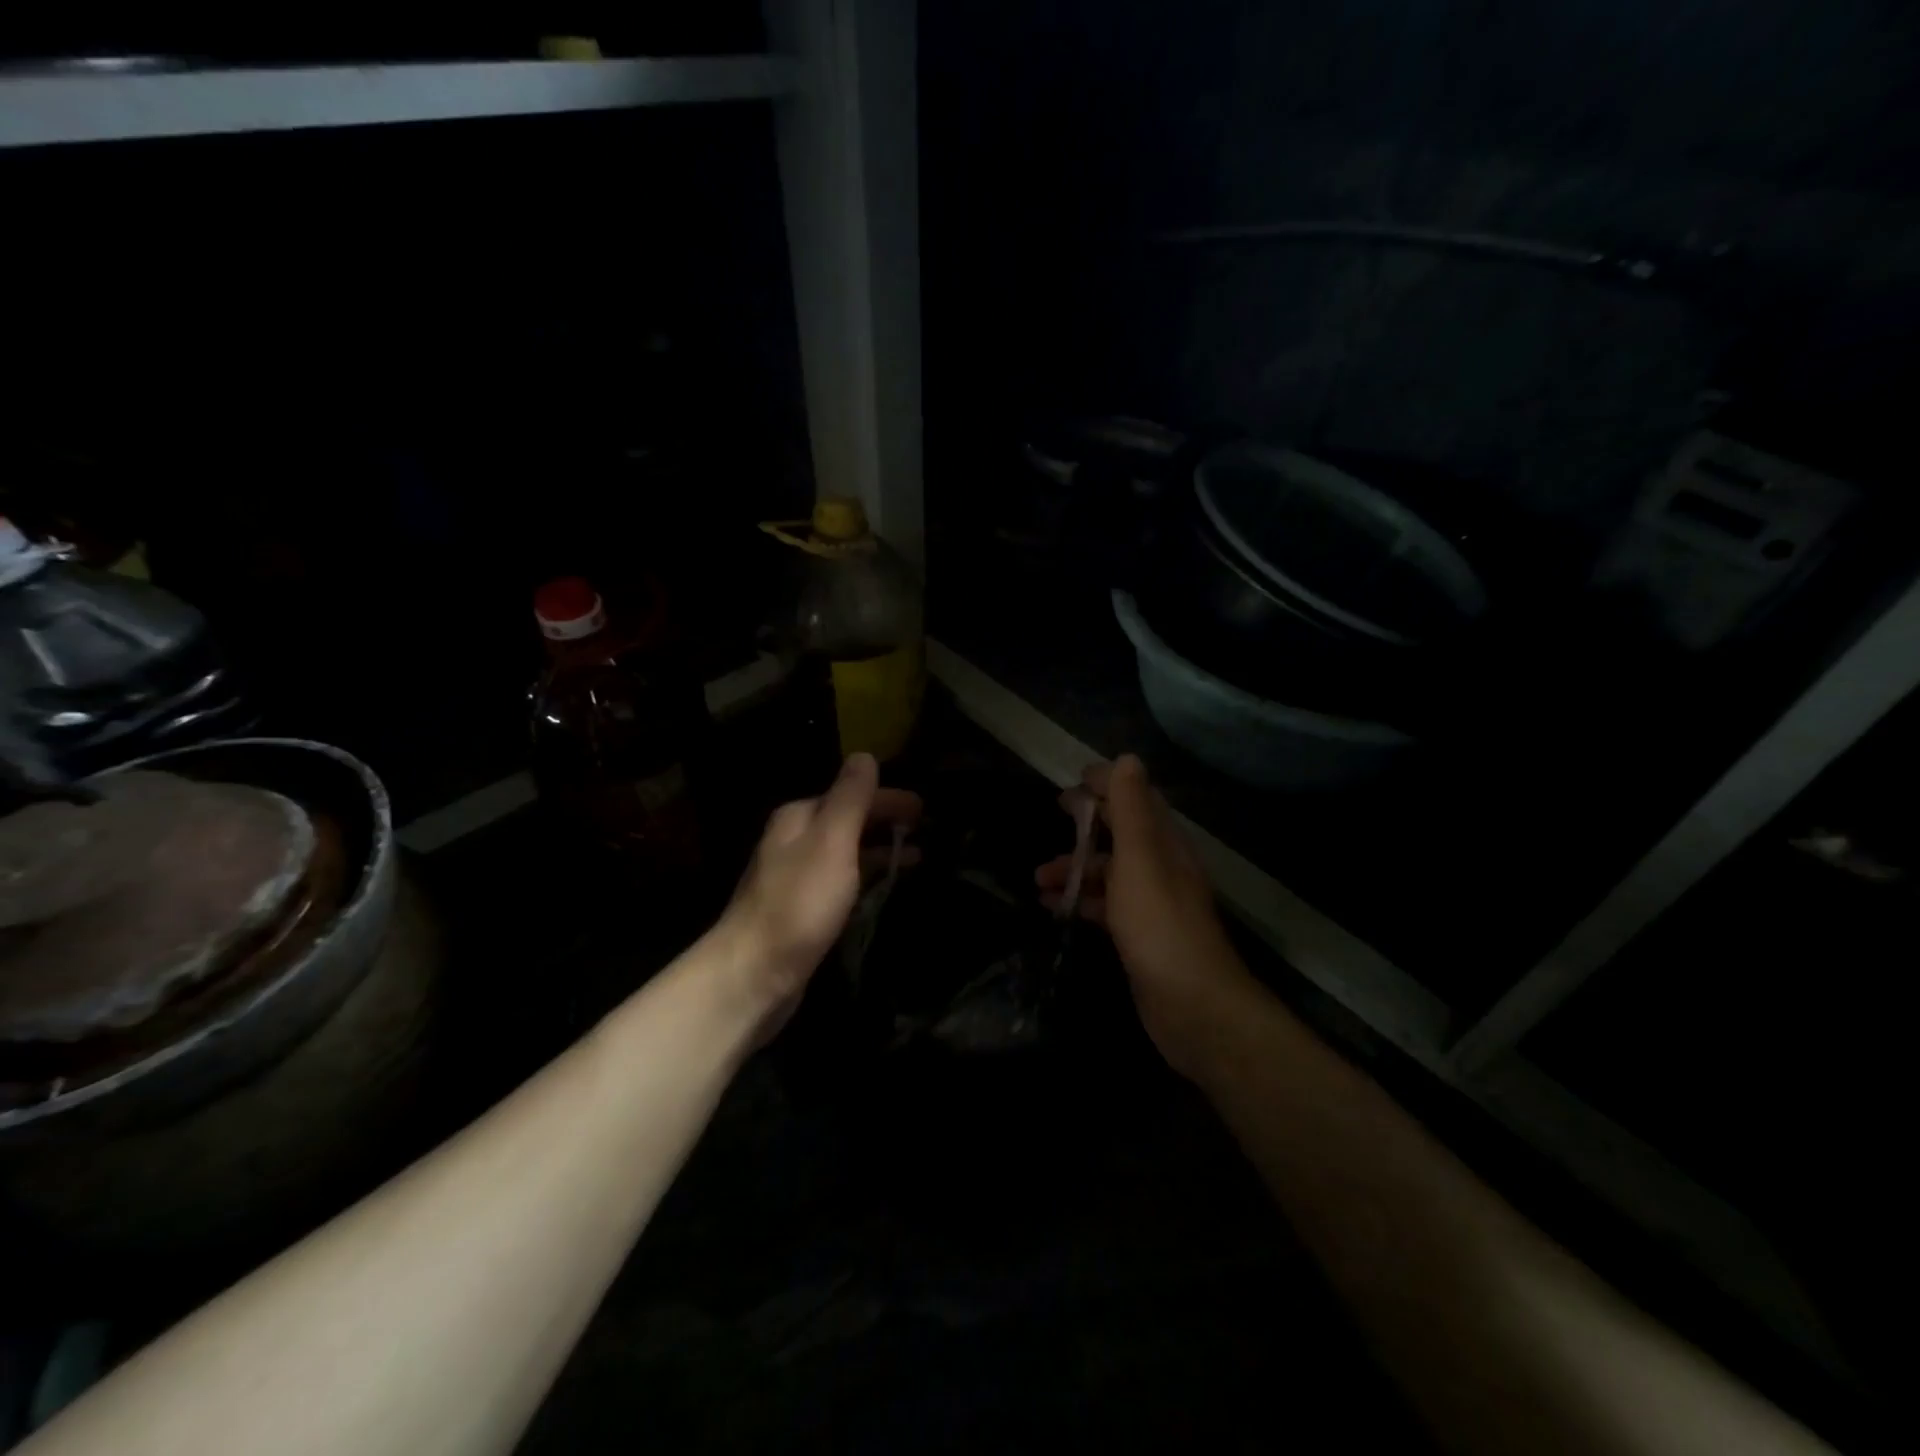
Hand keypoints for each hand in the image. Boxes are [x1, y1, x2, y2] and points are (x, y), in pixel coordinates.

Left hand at [719, 753, 921, 1036]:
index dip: (889, 798)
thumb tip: (864, 756)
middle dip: (885, 822)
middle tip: (925, 830)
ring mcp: (795, 876)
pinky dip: (866, 877)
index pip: (851, 794)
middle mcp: (794, 840)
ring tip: (917, 858)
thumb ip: (850, 798)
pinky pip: (842, 881)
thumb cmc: (798, 903)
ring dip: (879, 850)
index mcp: (799, 817)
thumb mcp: (831, 842)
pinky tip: (882, 889)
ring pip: (845, 852)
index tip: (924, 809)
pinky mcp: (801, 910)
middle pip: (847, 820)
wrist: (753, 974)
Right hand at [1036, 755, 1248, 1077]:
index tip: (1073, 778)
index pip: (1137, 800)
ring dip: (1075, 867)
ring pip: (1109, 872)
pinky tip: (1052, 908)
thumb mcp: (1140, 859)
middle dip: (1089, 820)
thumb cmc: (1159, 924)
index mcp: (1165, 844)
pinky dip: (1078, 901)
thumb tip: (1127, 759)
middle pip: (1122, 833)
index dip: (1108, 785)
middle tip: (1055, 810)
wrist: (1192, 1006)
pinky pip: (1104, 906)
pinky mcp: (1138, 936)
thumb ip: (1132, 810)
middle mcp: (1161, 868)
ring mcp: (1150, 904)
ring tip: (1038, 877)